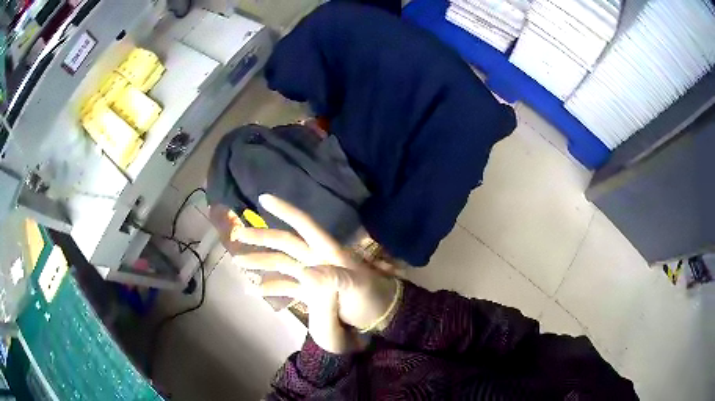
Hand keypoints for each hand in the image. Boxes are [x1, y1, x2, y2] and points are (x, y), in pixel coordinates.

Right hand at [231, 194, 397, 353]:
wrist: (380, 315)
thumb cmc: (371, 296)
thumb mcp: (356, 286)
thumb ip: (333, 279)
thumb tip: (303, 273)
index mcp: (328, 251)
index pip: (304, 225)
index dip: (285, 210)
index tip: (264, 198)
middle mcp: (316, 259)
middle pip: (285, 243)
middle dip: (262, 238)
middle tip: (238, 236)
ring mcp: (312, 275)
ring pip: (282, 263)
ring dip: (261, 262)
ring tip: (240, 262)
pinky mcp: (311, 292)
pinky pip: (287, 285)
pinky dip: (272, 286)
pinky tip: (258, 289)